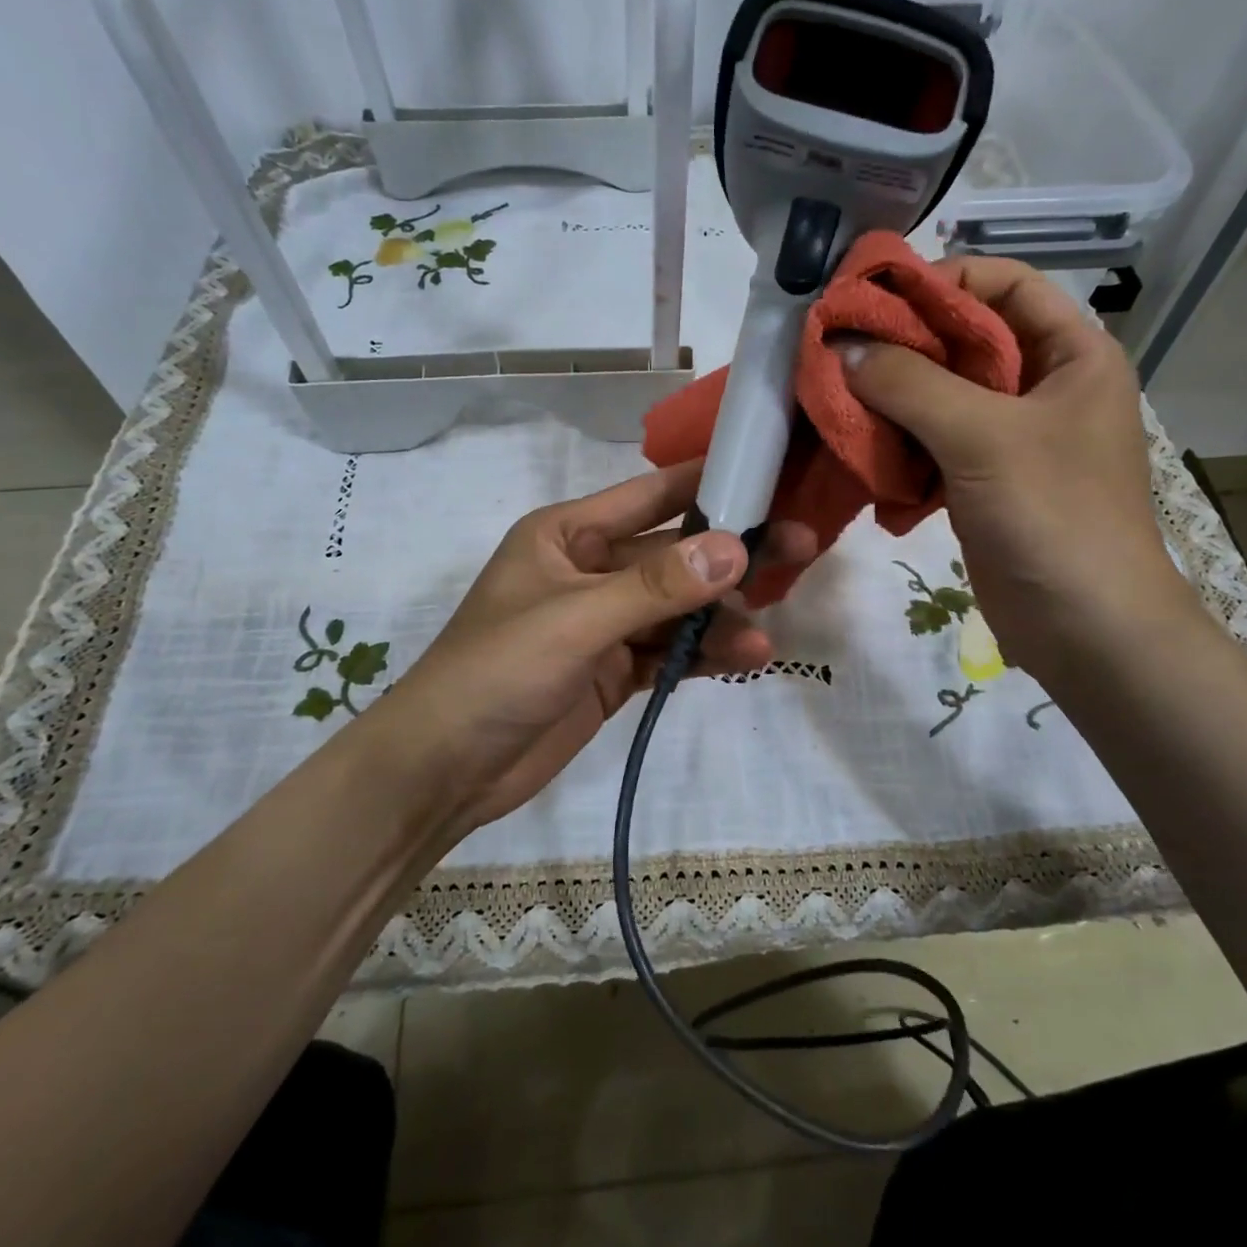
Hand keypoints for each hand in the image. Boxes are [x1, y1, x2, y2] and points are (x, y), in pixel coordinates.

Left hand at [362, 459, 815, 832]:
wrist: (444, 770)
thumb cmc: (496, 672)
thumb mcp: (576, 620)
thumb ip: (656, 586)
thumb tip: (736, 548)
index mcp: (569, 534)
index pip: (651, 495)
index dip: (709, 483)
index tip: (771, 476)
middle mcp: (591, 568)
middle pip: (675, 553)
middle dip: (732, 555)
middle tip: (801, 547)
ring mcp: (605, 622)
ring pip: (679, 607)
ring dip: (722, 618)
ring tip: (766, 635)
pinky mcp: (614, 669)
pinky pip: (670, 650)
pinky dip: (704, 654)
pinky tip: (747, 659)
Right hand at [837, 256, 1193, 678]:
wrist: (1085, 628)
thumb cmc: (1054, 517)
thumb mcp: (984, 438)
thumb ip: (911, 384)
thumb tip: (842, 347)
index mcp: (1071, 354)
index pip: (1003, 285)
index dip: (939, 282)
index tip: (870, 301)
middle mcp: (1043, 386)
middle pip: (963, 340)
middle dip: (901, 346)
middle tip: (836, 352)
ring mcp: (1011, 437)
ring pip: (940, 395)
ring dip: (890, 399)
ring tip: (837, 401)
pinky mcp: (982, 480)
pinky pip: (931, 444)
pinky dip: (897, 445)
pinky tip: (860, 453)